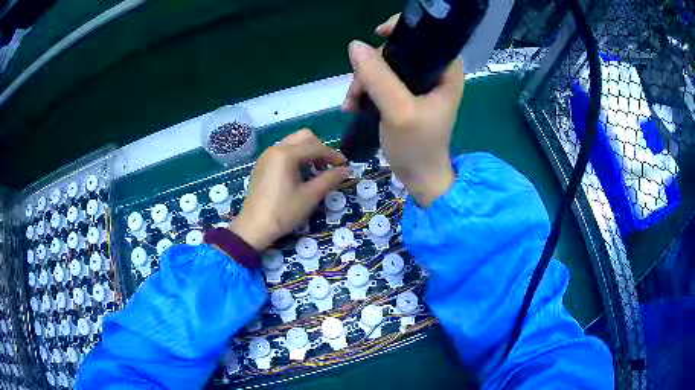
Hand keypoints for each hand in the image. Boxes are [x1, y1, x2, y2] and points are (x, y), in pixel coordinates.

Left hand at [229, 130, 351, 250]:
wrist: (253, 228)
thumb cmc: (283, 212)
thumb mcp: (309, 196)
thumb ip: (329, 179)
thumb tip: (347, 170)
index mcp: (286, 154)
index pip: (316, 147)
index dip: (333, 156)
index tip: (346, 166)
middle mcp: (275, 149)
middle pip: (303, 137)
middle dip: (319, 148)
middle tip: (328, 166)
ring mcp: (266, 156)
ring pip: (293, 143)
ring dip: (307, 152)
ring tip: (316, 171)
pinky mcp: (262, 166)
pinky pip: (283, 152)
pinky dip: (295, 157)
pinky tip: (299, 175)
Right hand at [343, 14, 464, 206]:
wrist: (418, 177)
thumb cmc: (418, 146)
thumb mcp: (399, 111)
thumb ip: (379, 78)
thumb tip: (355, 46)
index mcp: (445, 72)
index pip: (429, 36)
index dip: (403, 30)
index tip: (378, 35)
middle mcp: (433, 74)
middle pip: (399, 51)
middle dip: (373, 65)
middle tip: (358, 88)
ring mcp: (417, 86)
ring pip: (385, 66)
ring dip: (363, 81)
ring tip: (352, 104)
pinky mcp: (404, 97)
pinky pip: (380, 82)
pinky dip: (365, 91)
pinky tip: (354, 106)